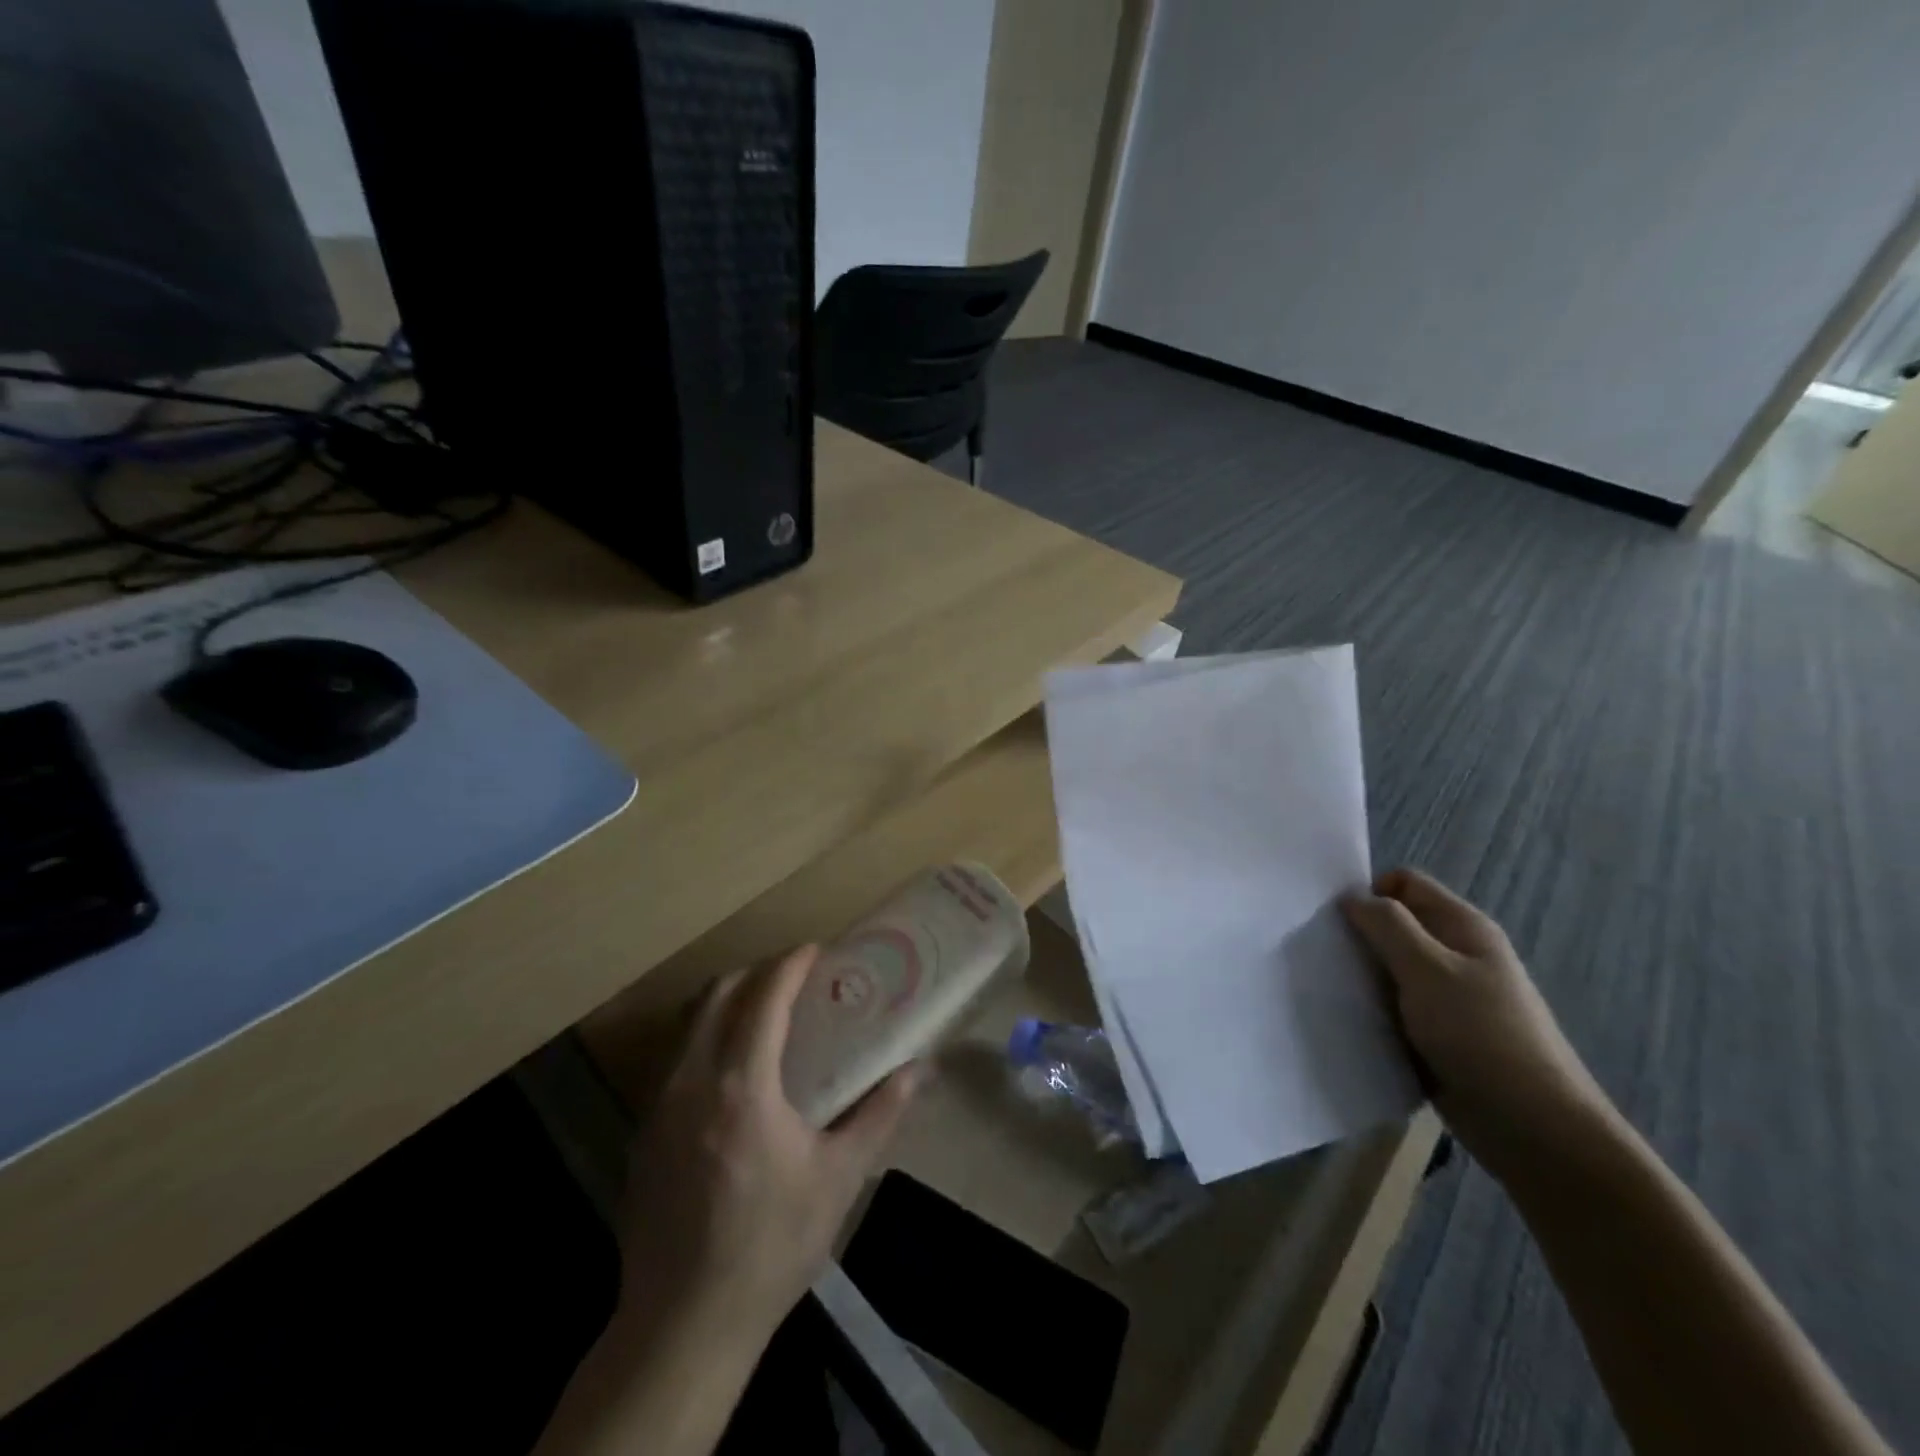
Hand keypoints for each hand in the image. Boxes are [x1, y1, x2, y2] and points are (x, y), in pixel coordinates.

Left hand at [615, 945, 920, 1347]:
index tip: (815, 950)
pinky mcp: (642, 1135)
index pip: (764, 998)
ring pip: (689, 1025)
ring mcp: (658, 1107)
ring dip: (727, 1003)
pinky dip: (705, 1040)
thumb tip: (920, 1069)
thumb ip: (880, 1114)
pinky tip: (731, 1072)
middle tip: (792, 977)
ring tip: (763, 1014)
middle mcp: (692, 1082)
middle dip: (755, 973)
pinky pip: (675, 1060)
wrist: (683, 1325)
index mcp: (742, 1086)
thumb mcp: (838, 1178)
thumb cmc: (772, 1245)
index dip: (790, 965)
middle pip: (717, 995)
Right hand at [1342, 868, 1617, 1174]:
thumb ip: (1387, 925)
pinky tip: (1353, 1021)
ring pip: (1390, 967)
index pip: (1404, 883)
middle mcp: (1456, 953)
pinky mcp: (1438, 1033)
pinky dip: (1373, 1009)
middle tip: (1325, 957)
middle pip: (1394, 924)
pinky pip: (1395, 1006)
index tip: (1335, 920)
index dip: (1368, 892)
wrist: (1533, 1129)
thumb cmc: (1481, 1035)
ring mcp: (1448, 995)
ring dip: (1362, 976)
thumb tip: (1351, 897)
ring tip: (1333, 990)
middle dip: (1358, 935)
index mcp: (1462, 927)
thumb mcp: (1428, 969)